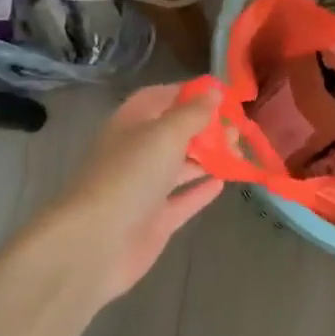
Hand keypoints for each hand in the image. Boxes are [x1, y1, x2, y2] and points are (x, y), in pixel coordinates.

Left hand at [40, 83, 224, 306]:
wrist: (96, 243)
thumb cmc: (129, 177)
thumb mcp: (164, 135)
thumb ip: (192, 114)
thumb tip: (214, 92)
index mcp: (131, 124)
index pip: (161, 98)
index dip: (190, 93)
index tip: (223, 96)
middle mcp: (137, 153)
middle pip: (174, 133)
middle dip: (206, 129)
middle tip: (238, 132)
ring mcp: (145, 188)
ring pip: (180, 167)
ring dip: (207, 158)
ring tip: (239, 154)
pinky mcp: (154, 220)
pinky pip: (182, 200)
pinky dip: (201, 190)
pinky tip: (223, 183)